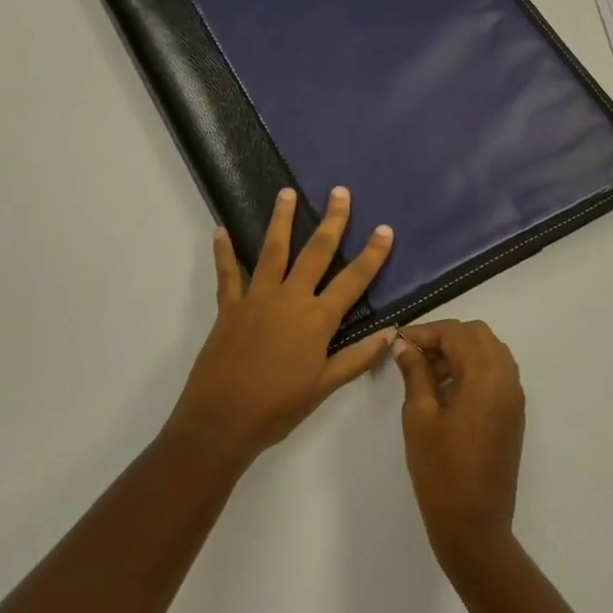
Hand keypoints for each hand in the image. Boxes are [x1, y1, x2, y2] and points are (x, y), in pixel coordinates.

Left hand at [167, 187, 395, 464]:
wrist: (222, 421)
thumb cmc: (279, 407)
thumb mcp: (325, 386)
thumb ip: (358, 357)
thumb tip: (392, 333)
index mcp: (317, 319)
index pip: (353, 280)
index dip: (372, 254)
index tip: (385, 229)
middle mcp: (290, 298)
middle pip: (315, 252)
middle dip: (331, 221)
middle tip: (339, 192)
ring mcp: (256, 298)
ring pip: (272, 250)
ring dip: (280, 220)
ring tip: (285, 192)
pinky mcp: (228, 306)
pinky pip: (227, 273)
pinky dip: (224, 251)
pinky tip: (221, 229)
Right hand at [395, 320, 525, 567]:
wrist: (475, 525)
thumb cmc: (440, 470)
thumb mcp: (419, 416)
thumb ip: (415, 372)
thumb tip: (405, 345)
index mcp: (485, 375)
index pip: (456, 332)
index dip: (426, 332)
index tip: (398, 341)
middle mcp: (506, 378)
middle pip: (477, 335)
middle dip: (445, 338)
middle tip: (413, 355)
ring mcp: (513, 397)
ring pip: (489, 352)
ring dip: (460, 352)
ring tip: (426, 373)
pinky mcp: (513, 414)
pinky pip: (496, 374)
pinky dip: (472, 369)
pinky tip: (446, 390)